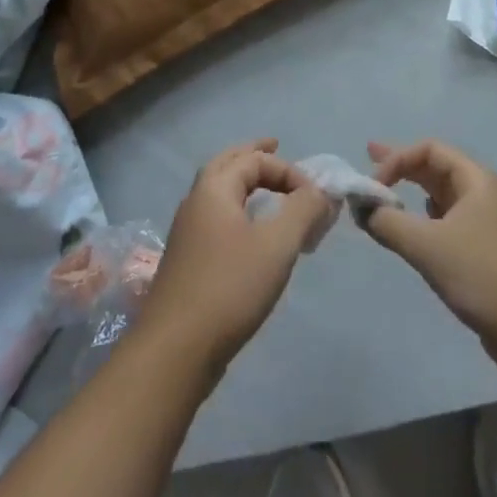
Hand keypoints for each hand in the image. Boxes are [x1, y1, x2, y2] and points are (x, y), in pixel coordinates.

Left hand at [133, 139, 331, 381]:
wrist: (175, 351)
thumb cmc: (229, 288)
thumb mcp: (277, 245)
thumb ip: (303, 210)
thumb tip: (320, 190)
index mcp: (213, 189)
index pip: (254, 160)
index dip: (288, 171)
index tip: (314, 200)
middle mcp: (196, 203)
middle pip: (226, 164)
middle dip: (253, 155)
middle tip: (276, 146)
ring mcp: (187, 233)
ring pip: (218, 192)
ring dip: (244, 182)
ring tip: (267, 187)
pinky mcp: (188, 261)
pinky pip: (217, 218)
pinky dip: (237, 209)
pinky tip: (251, 231)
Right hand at [360, 140, 496, 370]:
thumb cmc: (482, 274)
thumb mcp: (427, 245)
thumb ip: (389, 222)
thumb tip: (362, 209)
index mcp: (477, 179)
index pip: (430, 150)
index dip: (397, 159)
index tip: (373, 185)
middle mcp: (484, 193)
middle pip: (437, 168)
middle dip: (402, 165)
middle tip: (369, 159)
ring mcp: (487, 223)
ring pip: (443, 197)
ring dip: (413, 193)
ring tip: (386, 194)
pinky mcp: (486, 252)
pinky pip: (448, 222)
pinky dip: (425, 219)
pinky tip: (414, 229)